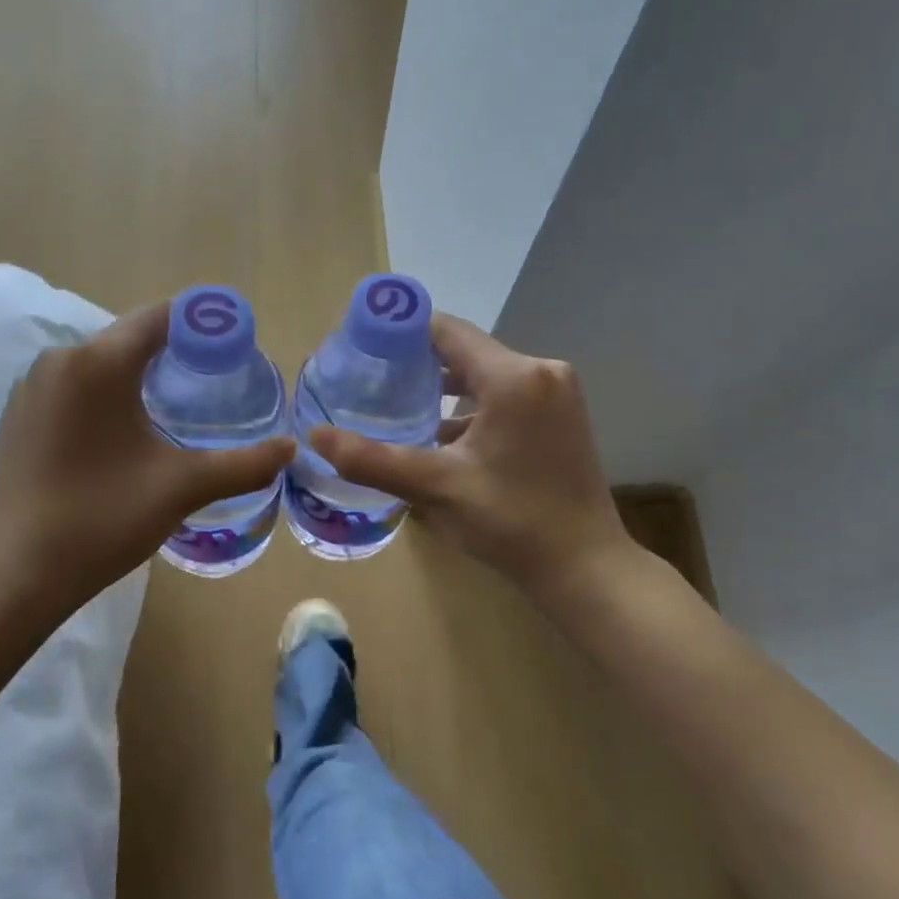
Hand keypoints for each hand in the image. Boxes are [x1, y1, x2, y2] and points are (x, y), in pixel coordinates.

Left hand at [0, 302, 294, 612]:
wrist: (18, 572)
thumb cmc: (104, 517)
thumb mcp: (182, 487)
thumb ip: (243, 464)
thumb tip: (291, 448)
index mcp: (97, 363)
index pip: (158, 319)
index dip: (200, 325)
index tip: (233, 344)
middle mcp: (58, 360)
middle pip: (126, 339)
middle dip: (170, 353)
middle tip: (211, 382)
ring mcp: (30, 389)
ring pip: (96, 366)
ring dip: (134, 377)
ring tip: (171, 410)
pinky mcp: (16, 417)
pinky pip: (70, 390)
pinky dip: (101, 398)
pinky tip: (119, 436)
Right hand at [309, 314, 630, 599]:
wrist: (584, 566)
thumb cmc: (511, 522)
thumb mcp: (435, 487)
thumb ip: (372, 460)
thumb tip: (315, 437)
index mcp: (514, 377)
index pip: (447, 331)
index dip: (402, 334)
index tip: (364, 349)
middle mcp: (542, 371)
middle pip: (465, 351)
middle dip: (418, 366)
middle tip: (371, 384)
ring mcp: (557, 394)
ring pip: (485, 375)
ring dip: (444, 390)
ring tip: (397, 409)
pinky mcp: (562, 416)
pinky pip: (506, 396)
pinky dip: (472, 408)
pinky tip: (441, 436)